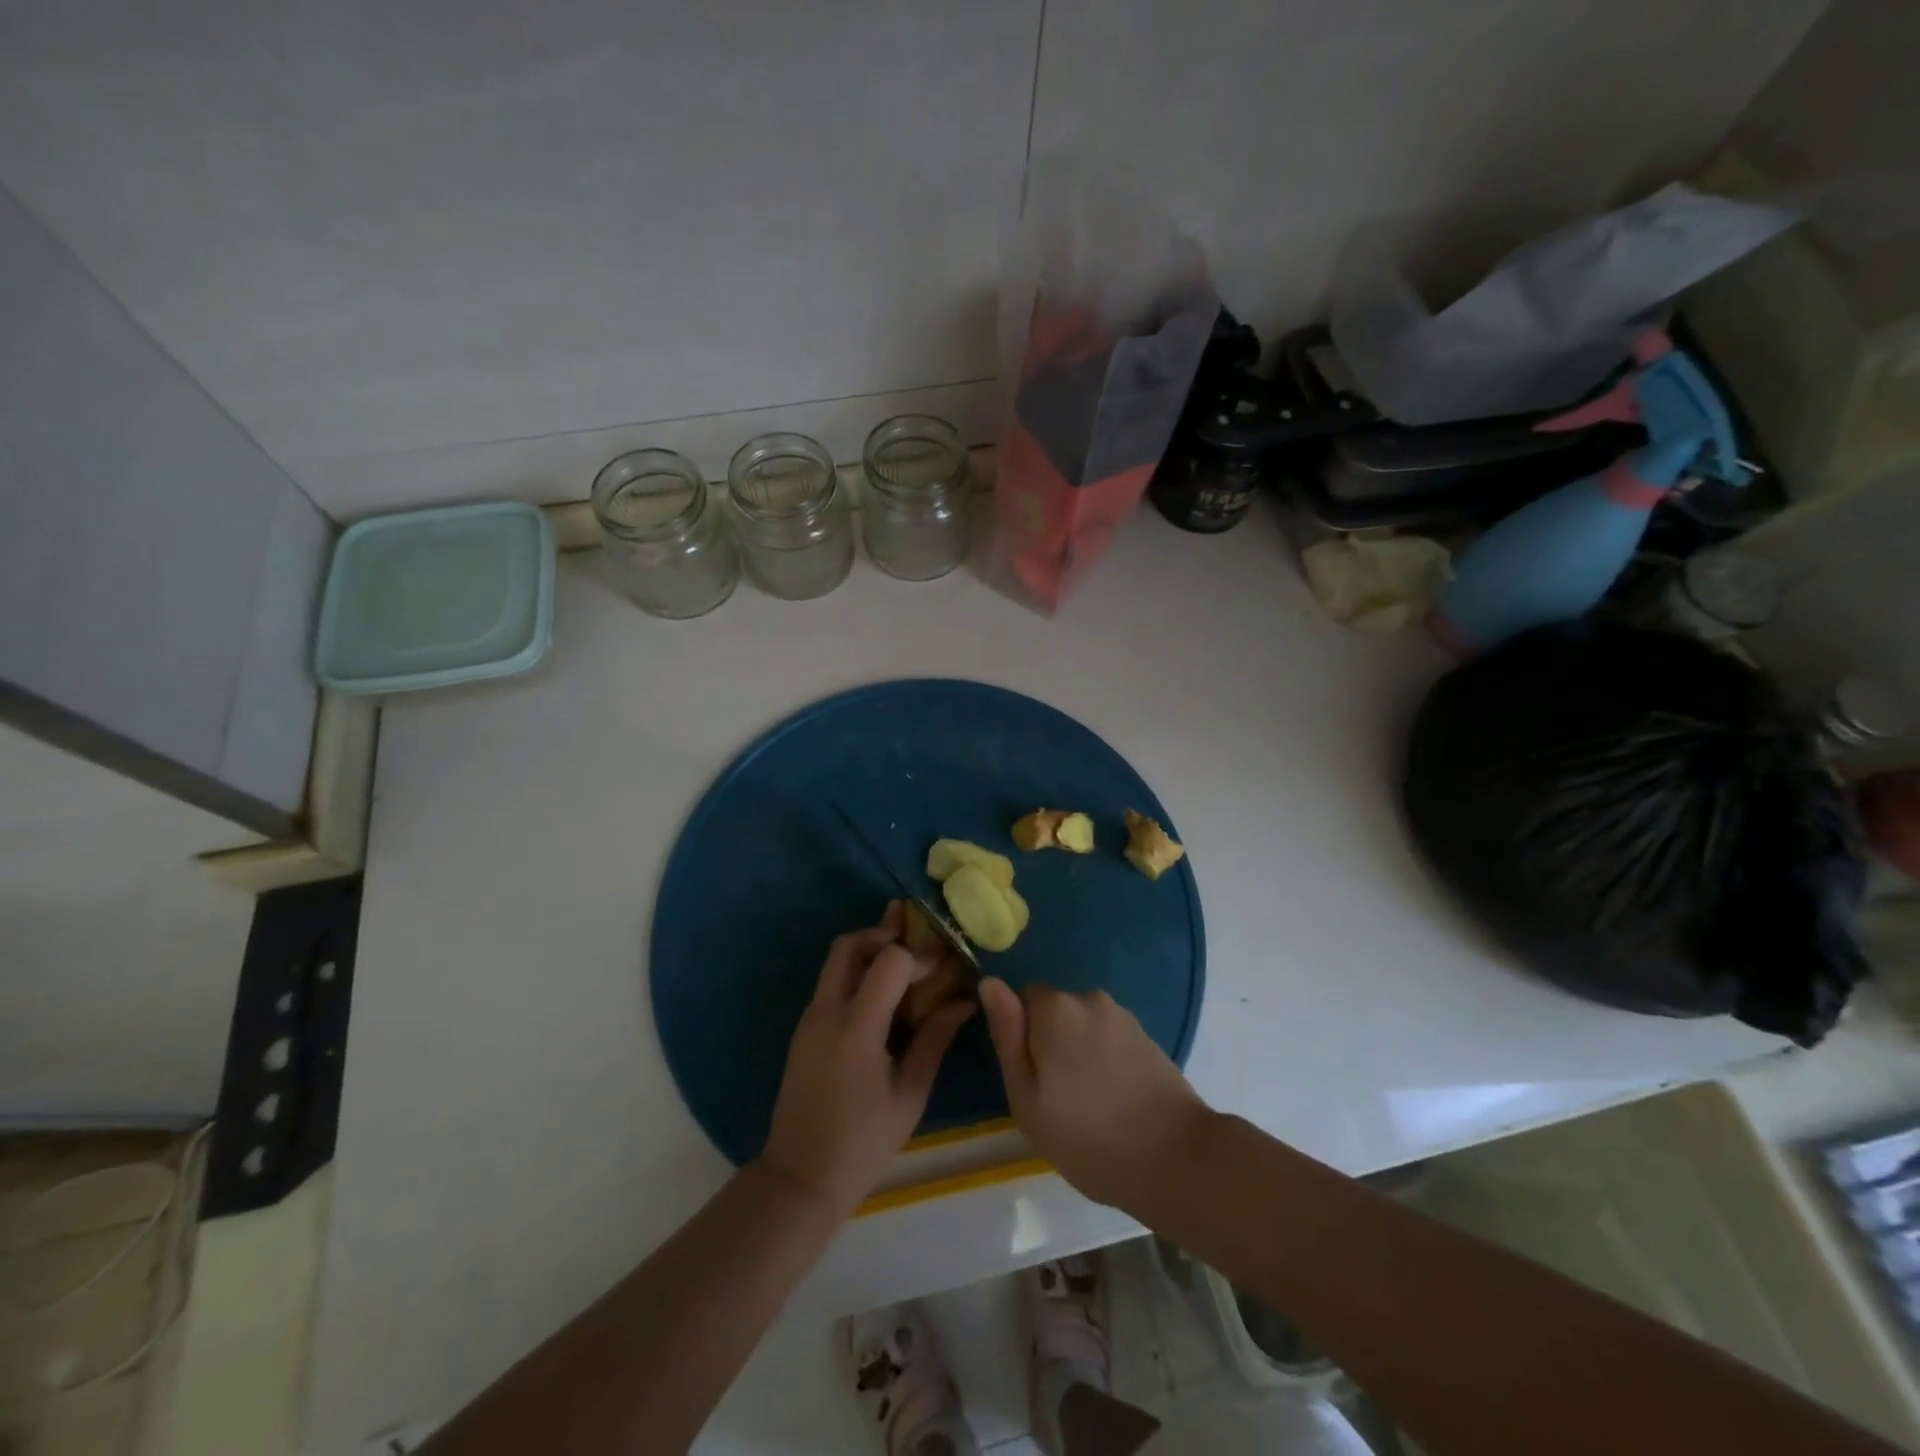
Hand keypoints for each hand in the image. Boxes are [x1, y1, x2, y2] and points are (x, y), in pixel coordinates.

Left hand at [759, 903, 974, 1215]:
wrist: (801, 1177)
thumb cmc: (864, 1142)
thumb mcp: (910, 1094)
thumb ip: (935, 1039)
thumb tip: (963, 1000)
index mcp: (856, 1028)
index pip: (889, 961)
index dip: (919, 956)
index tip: (943, 968)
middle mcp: (826, 1012)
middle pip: (850, 945)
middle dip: (884, 935)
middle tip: (916, 945)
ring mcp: (809, 1019)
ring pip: (836, 961)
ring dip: (869, 952)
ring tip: (904, 966)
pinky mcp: (804, 1030)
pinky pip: (831, 984)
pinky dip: (857, 974)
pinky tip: (883, 997)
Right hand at [979, 977, 1210, 1211]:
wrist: (1176, 1158)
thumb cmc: (1087, 1135)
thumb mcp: (1026, 1095)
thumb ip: (1006, 1033)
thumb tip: (990, 982)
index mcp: (1055, 1007)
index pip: (1021, 999)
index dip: (1020, 1036)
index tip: (1030, 1077)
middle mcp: (1089, 998)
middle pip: (1053, 1011)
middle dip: (1050, 1042)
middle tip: (1056, 1097)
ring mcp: (1123, 1016)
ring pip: (1082, 1026)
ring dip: (1079, 1052)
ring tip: (1089, 1104)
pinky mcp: (1147, 1037)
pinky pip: (1109, 1039)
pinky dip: (1105, 1061)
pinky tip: (1115, 1100)